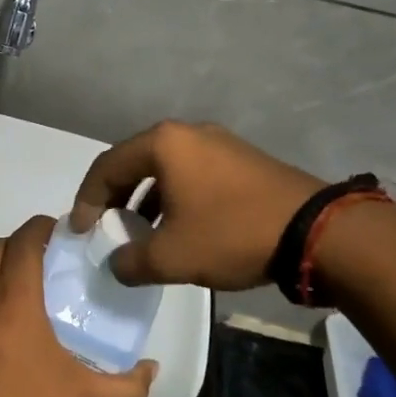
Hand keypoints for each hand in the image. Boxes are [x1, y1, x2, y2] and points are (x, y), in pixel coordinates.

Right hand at [69, 121, 325, 290]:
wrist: (315, 231)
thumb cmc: (231, 234)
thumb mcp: (171, 257)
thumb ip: (131, 261)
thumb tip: (117, 263)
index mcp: (164, 144)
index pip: (107, 166)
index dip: (86, 200)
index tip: (80, 231)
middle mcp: (188, 133)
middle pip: (134, 162)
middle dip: (114, 197)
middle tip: (105, 227)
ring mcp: (219, 143)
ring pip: (165, 168)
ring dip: (145, 199)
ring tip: (140, 232)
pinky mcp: (242, 159)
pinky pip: (192, 173)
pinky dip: (174, 197)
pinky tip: (179, 227)